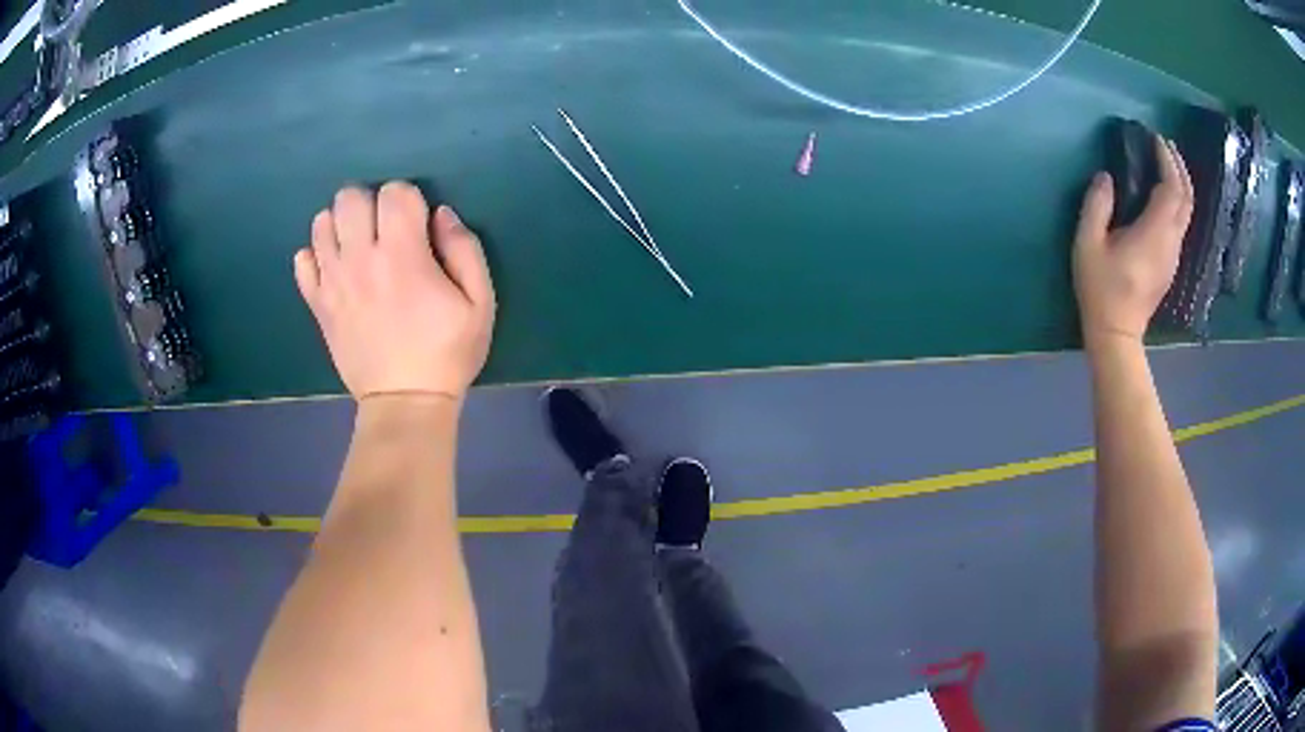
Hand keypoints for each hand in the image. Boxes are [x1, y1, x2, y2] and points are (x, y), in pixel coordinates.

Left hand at [294, 183, 495, 400]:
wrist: (404, 403)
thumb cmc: (447, 352)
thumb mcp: (480, 302)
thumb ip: (465, 249)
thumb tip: (441, 214)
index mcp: (403, 255)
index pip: (394, 192)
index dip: (409, 200)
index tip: (417, 225)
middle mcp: (360, 260)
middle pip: (349, 198)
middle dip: (370, 203)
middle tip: (384, 230)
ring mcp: (333, 282)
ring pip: (322, 223)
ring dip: (341, 225)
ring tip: (358, 247)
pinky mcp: (318, 304)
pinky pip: (302, 261)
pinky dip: (316, 256)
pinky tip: (335, 268)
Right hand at [1073, 134, 1193, 348]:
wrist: (1117, 334)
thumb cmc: (1101, 288)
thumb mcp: (1087, 243)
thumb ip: (1096, 205)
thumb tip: (1106, 177)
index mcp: (1155, 232)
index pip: (1171, 188)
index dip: (1166, 160)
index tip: (1155, 138)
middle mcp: (1171, 241)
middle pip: (1186, 198)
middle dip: (1179, 167)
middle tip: (1165, 144)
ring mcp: (1174, 254)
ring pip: (1187, 211)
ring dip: (1180, 183)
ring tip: (1167, 163)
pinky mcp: (1171, 262)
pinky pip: (1181, 223)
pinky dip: (1177, 200)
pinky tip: (1165, 193)